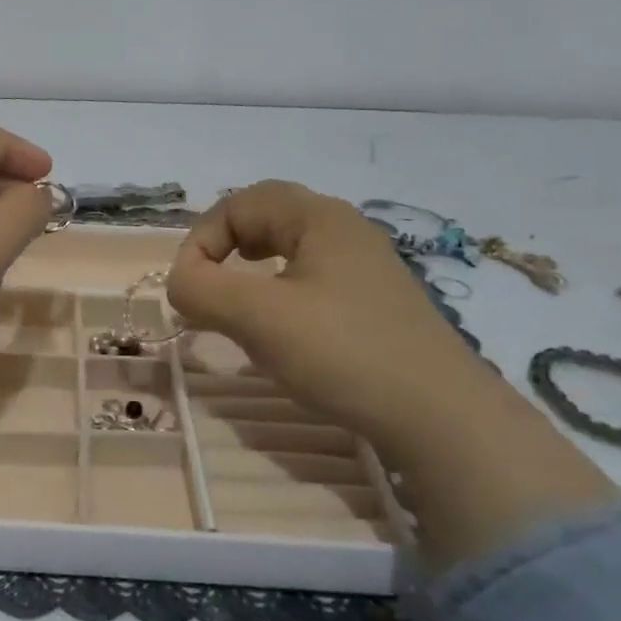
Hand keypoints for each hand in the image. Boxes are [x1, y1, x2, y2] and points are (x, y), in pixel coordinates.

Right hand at [168, 180, 614, 569]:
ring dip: (251, 271)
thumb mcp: (258, 317)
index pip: (240, 203)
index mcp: (319, 218)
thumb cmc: (342, 352)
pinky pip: (312, 280)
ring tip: (237, 305)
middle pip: (268, 217)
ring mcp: (367, 267)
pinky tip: (281, 330)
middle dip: (225, 248)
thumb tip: (179, 281)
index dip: (201, 239)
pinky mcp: (376, 304)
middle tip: (208, 285)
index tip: (188, 288)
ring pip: (290, 250)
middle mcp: (346, 230)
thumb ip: (201, 289)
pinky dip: (280, 293)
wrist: (441, 416)